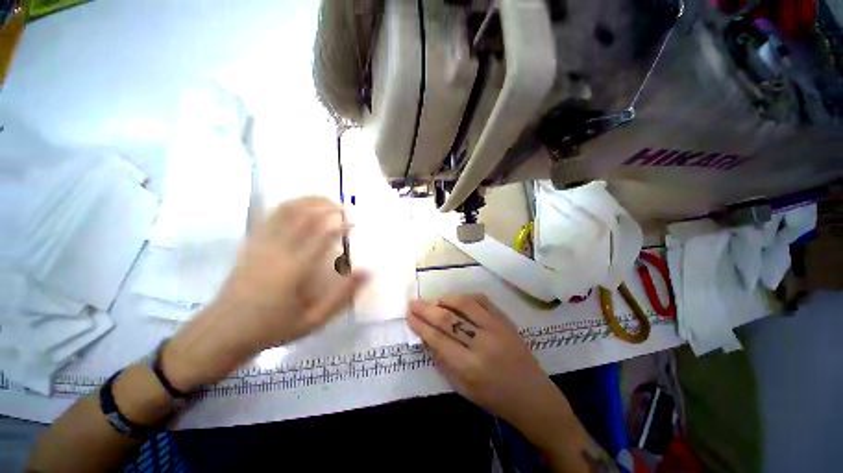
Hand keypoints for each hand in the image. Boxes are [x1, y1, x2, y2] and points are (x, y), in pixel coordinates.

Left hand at [163, 196, 366, 389]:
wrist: (223, 331)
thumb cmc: (272, 327)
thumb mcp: (313, 320)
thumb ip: (342, 295)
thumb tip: (367, 272)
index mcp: (294, 269)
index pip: (323, 236)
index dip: (342, 226)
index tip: (355, 224)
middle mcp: (277, 250)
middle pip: (303, 215)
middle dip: (326, 206)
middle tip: (342, 208)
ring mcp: (261, 243)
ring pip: (286, 210)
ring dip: (308, 201)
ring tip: (325, 201)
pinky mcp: (251, 243)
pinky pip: (271, 216)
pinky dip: (289, 206)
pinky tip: (300, 207)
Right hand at [407, 295, 570, 431]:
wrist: (532, 395)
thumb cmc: (494, 397)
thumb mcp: (462, 387)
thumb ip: (442, 360)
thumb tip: (426, 336)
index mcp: (470, 367)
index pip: (438, 339)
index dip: (420, 326)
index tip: (409, 316)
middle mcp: (483, 344)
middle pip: (448, 319)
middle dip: (426, 309)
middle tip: (413, 302)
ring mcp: (497, 328)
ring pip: (465, 304)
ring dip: (445, 299)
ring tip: (434, 301)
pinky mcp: (506, 320)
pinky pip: (482, 300)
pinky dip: (465, 297)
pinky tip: (456, 300)